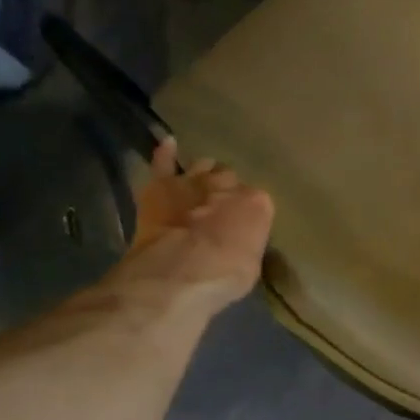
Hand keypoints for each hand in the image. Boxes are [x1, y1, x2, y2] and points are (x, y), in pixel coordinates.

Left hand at [112, 139, 274, 314]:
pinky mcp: (162, 185)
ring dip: (204, 174)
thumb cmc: (225, 275)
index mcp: (257, 204)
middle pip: (230, 180)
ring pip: (203, 166)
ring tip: (202, 185)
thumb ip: (247, 243)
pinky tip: (168, 144)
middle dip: (227, 191)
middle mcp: (227, 184)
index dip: (249, 213)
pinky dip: (166, 153)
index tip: (244, 226)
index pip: (257, 202)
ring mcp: (193, 181)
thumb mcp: (251, 265)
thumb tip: (240, 241)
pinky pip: (164, 161)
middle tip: (222, 209)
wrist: (182, 269)